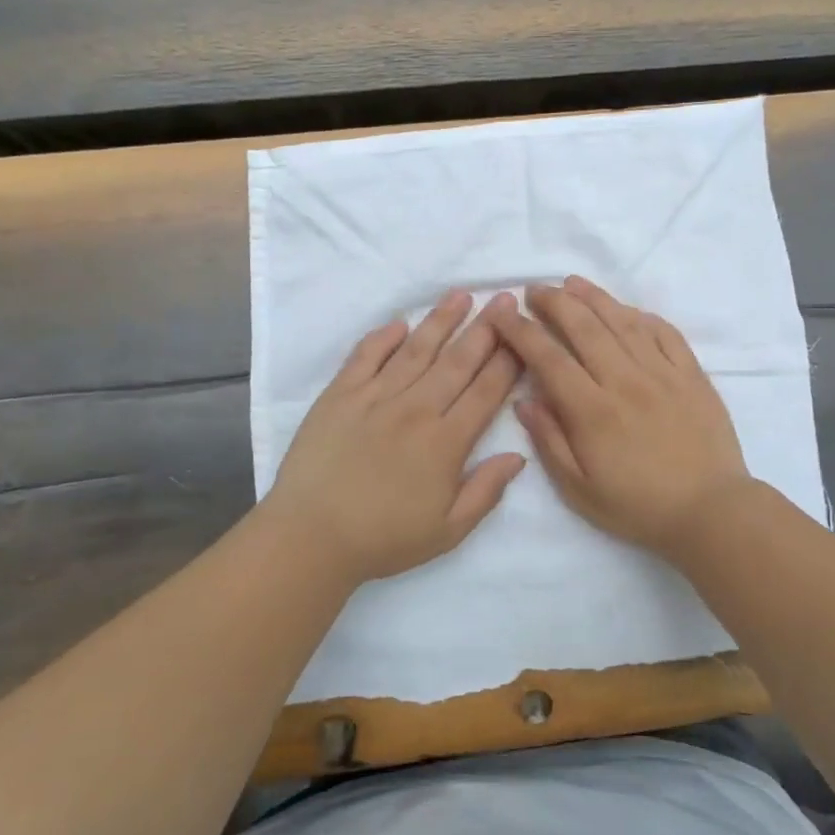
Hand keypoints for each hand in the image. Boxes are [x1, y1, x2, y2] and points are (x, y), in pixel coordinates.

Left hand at [264, 290, 526, 586]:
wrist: (312, 537)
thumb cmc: (384, 539)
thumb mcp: (448, 531)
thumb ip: (486, 491)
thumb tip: (518, 456)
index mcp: (446, 443)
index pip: (485, 392)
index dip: (507, 362)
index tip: (522, 336)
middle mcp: (415, 410)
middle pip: (457, 362)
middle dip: (485, 330)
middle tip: (503, 300)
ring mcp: (375, 398)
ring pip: (416, 351)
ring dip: (440, 321)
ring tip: (460, 296)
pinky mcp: (339, 395)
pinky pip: (365, 356)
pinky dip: (383, 338)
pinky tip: (400, 324)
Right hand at [483, 277, 753, 558]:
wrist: (711, 512)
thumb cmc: (638, 507)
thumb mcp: (579, 489)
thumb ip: (549, 441)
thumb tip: (523, 400)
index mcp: (593, 411)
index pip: (548, 358)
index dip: (521, 331)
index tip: (502, 313)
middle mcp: (625, 381)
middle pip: (584, 327)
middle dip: (554, 302)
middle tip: (535, 290)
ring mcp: (663, 373)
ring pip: (623, 322)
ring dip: (594, 298)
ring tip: (572, 282)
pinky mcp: (692, 375)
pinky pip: (665, 333)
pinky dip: (642, 316)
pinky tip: (627, 310)